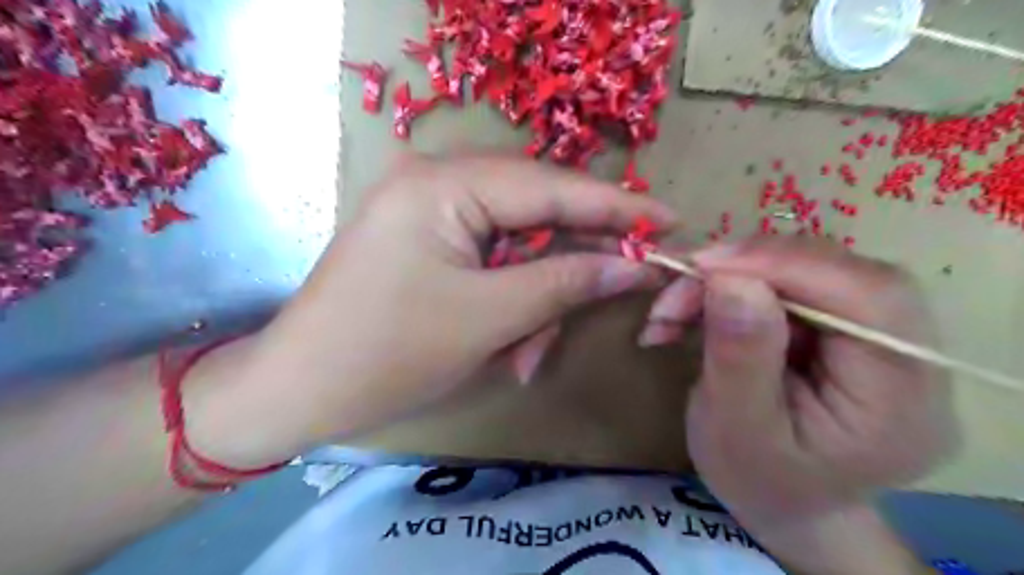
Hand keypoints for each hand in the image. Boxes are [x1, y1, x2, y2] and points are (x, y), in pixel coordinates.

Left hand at [245, 152, 673, 457]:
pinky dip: (510, 302)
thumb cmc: (386, 353)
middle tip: (616, 290)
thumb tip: (633, 266)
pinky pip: (491, 261)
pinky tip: (508, 345)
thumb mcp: (488, 319)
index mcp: (443, 183)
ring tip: (527, 355)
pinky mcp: (428, 241)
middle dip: (571, 263)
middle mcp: (437, 181)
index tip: (670, 220)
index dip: (615, 206)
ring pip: (517, 245)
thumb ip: (565, 283)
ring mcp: (430, 211)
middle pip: (536, 212)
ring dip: (535, 300)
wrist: (299, 391)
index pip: (551, 186)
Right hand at [641, 235, 956, 571]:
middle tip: (679, 285)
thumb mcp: (736, 430)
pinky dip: (730, 287)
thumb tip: (730, 279)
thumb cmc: (760, 481)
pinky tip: (693, 311)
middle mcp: (908, 353)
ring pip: (804, 267)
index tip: (703, 265)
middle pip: (837, 270)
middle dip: (746, 268)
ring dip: (728, 278)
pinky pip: (787, 281)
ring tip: (673, 310)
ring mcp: (878, 333)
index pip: (868, 297)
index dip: (786, 264)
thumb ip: (740, 357)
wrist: (786, 502)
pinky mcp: (842, 323)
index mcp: (901, 398)